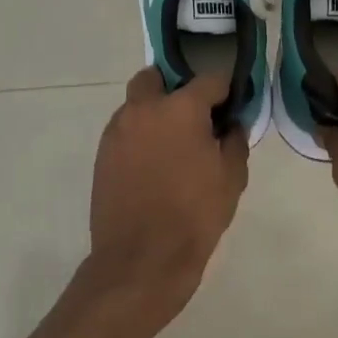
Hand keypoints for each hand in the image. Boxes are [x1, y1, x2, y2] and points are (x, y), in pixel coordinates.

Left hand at [84, 68, 249, 329]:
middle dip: (175, 87)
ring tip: (174, 145)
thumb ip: (234, 141)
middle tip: (194, 116)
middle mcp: (143, 109)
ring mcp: (117, 131)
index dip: (224, 89)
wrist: (141, 259)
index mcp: (180, 108)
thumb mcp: (232, 178)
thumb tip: (231, 124)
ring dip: (154, 112)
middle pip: (157, 78)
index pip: (209, 79)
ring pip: (136, 104)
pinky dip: (140, 136)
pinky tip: (154, 164)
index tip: (232, 104)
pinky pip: (125, 131)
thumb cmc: (195, 215)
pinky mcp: (102, 154)